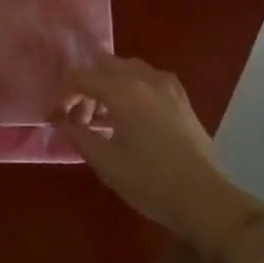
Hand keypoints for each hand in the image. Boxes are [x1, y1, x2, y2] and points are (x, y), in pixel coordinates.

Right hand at [60, 57, 263, 262]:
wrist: (204, 198)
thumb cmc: (149, 181)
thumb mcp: (106, 163)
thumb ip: (79, 136)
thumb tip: (62, 122)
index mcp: (122, 90)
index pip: (81, 76)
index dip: (65, 94)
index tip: (60, 118)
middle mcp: (144, 78)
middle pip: (104, 64)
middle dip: (87, 84)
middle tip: (82, 116)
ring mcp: (167, 85)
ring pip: (127, 68)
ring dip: (109, 83)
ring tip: (105, 116)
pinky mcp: (181, 97)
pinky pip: (148, 78)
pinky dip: (132, 87)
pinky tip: (132, 116)